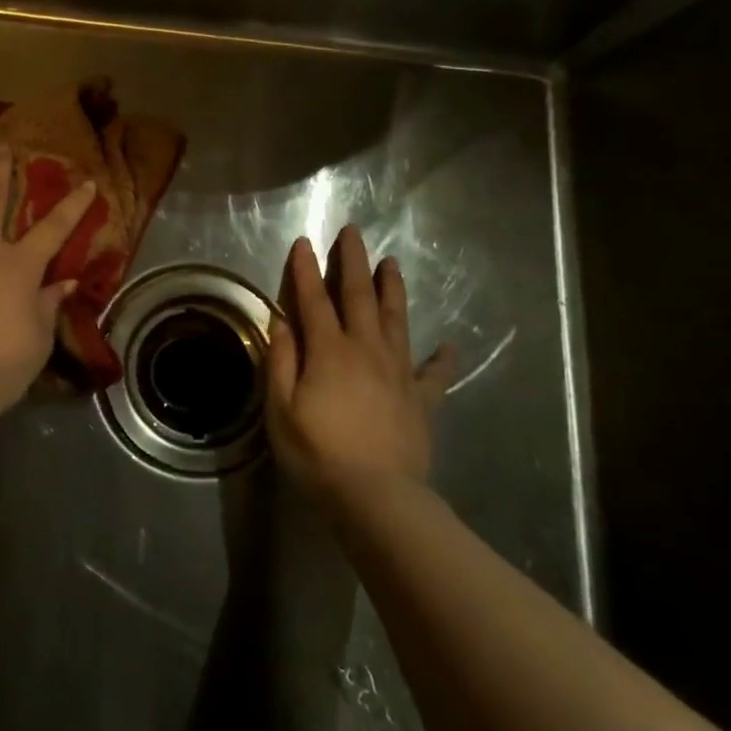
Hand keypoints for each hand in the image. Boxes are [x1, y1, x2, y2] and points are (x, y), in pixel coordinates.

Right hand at [265, 226, 455, 509]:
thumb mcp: (281, 409)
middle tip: (353, 232)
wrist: (378, 498)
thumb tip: (282, 321)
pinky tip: (449, 346)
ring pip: (396, 319)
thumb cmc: (319, 453)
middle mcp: (365, 349)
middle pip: (358, 296)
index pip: (313, 299)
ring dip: (391, 289)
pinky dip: (442, 358)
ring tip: (391, 263)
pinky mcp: (421, 399)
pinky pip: (434, 373)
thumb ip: (281, 361)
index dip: (306, 269)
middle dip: (353, 262)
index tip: (304, 242)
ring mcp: (398, 372)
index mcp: (329, 351)